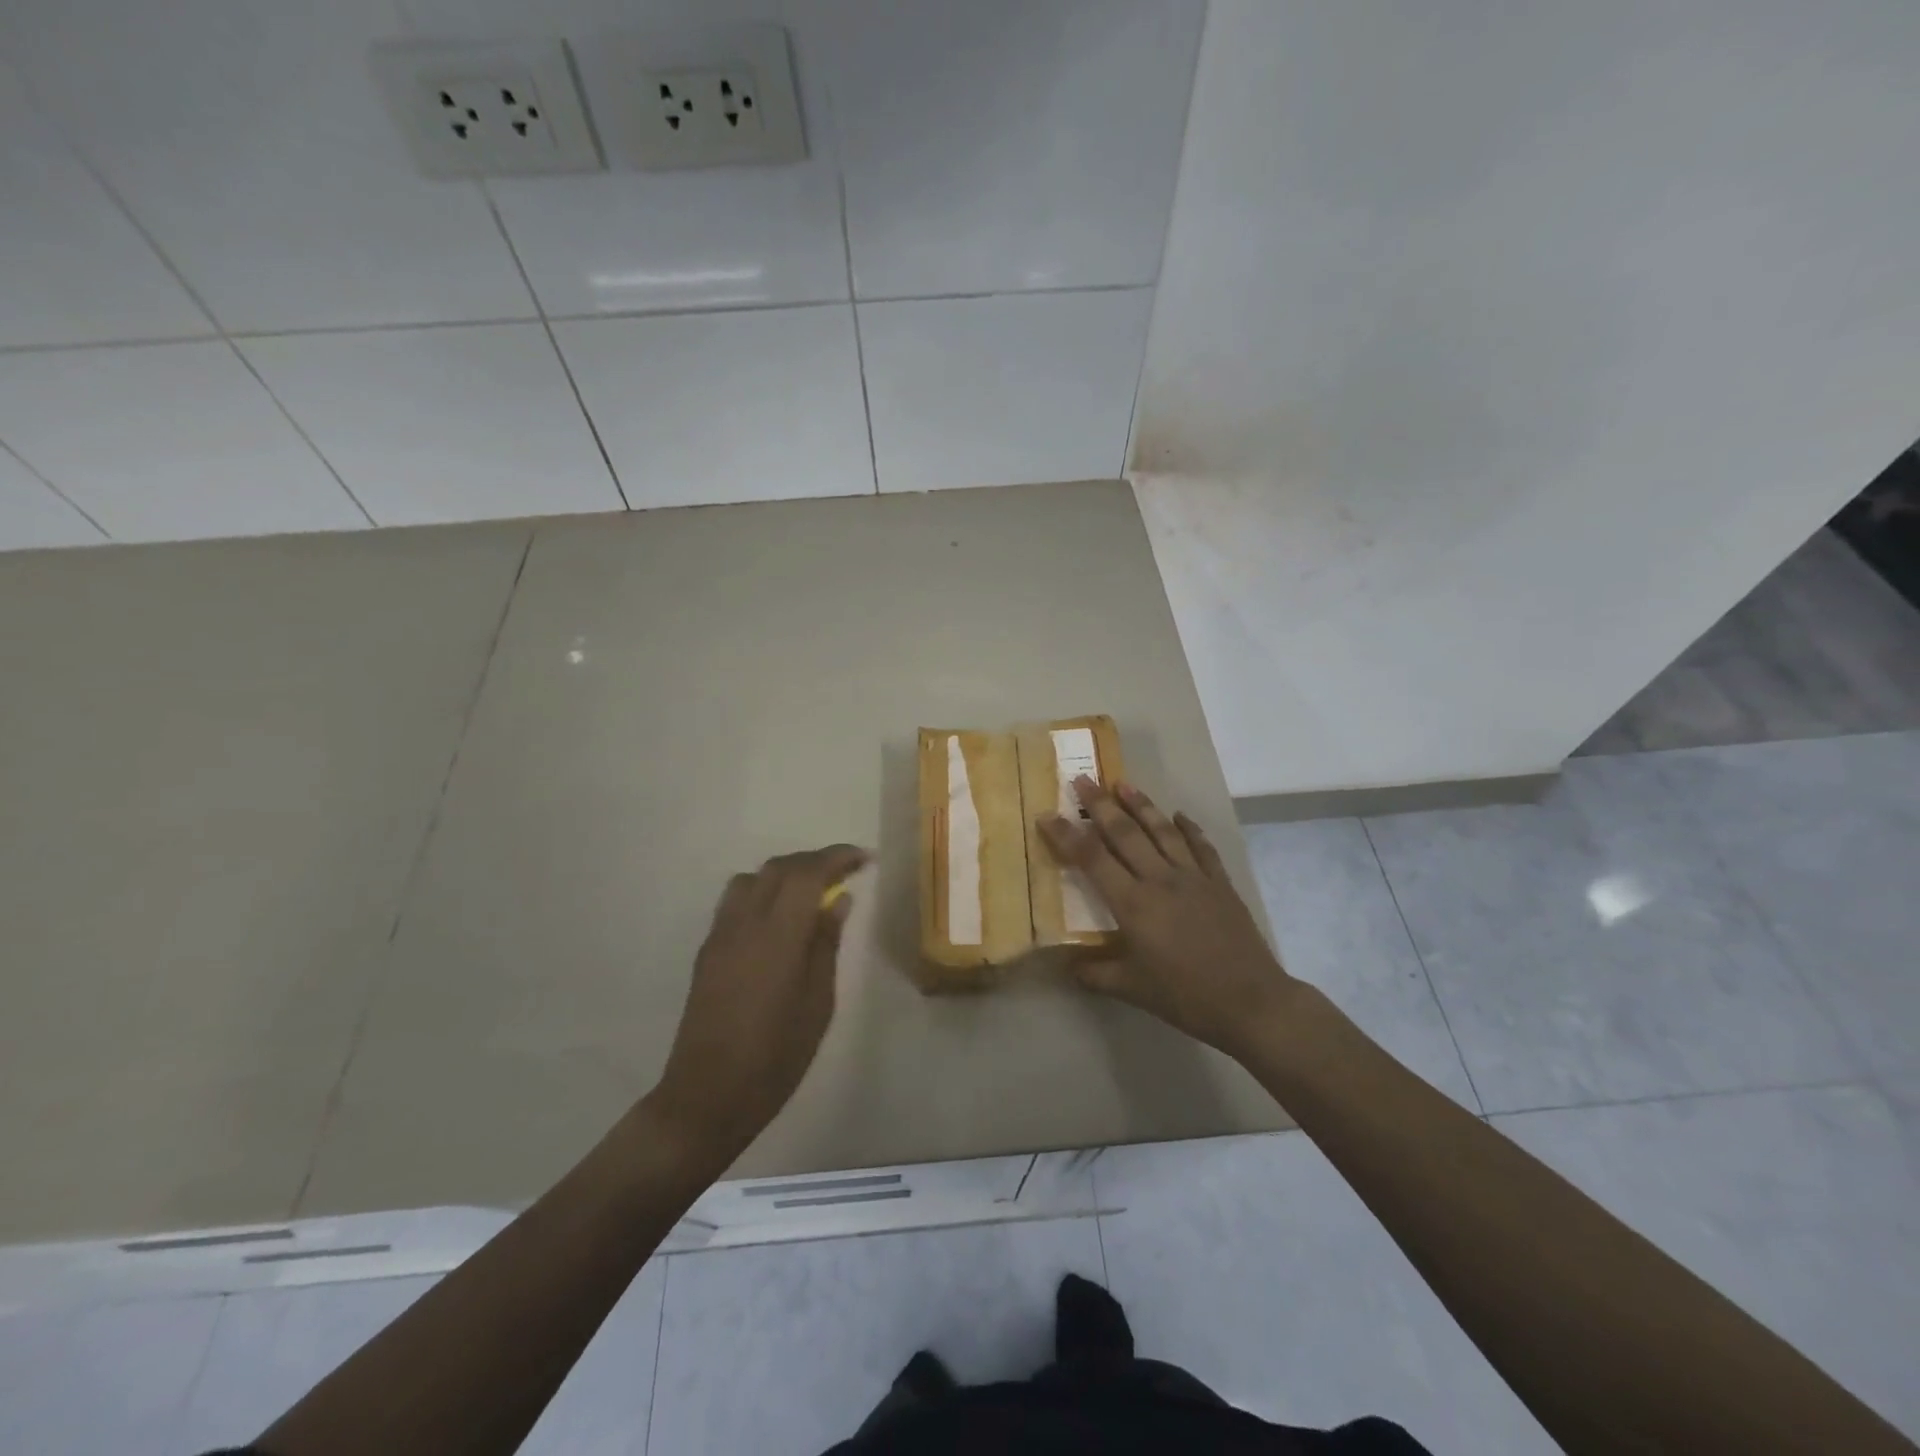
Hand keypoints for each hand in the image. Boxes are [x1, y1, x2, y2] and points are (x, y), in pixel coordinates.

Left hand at [648, 844, 867, 1162]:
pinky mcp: (707, 951)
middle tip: (845, 872)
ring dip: (785, 873)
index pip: (808, 873)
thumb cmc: (775, 1056)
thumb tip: (837, 901)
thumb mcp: (818, 1003)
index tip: (864, 859)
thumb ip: (826, 944)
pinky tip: (779, 919)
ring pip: (752, 878)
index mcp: (778, 934)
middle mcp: (745, 922)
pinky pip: (735, 900)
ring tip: (811, 891)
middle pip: (779, 867)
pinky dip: (763, 891)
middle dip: (815, 861)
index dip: (837, 858)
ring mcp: (721, 934)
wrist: (707, 1095)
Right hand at [1039, 780, 1296, 1060]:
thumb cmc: (1185, 996)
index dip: (1066, 835)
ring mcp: (1193, 877)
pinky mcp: (1219, 883)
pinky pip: (1201, 847)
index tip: (1047, 815)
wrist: (1251, 1001)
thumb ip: (1095, 974)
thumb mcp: (1132, 990)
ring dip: (1141, 805)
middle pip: (1124, 833)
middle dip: (1100, 805)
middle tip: (1081, 779)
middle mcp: (1160, 880)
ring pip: (1162, 831)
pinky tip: (1180, 815)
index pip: (1092, 859)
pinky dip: (1189, 828)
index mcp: (1133, 904)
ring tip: (1123, 783)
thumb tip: (1066, 966)